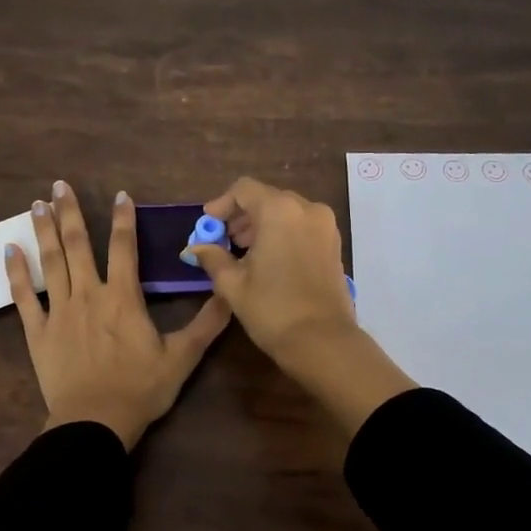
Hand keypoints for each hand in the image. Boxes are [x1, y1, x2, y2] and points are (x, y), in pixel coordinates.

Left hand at [6, 181, 230, 449]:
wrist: (95, 422)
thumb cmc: (140, 389)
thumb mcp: (182, 358)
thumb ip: (206, 324)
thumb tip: (230, 293)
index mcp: (123, 298)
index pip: (124, 248)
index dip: (123, 219)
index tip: (119, 194)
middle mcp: (88, 295)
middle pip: (78, 245)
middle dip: (69, 213)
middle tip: (58, 185)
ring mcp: (59, 311)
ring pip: (51, 263)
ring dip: (43, 231)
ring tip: (35, 205)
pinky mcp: (38, 332)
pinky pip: (23, 297)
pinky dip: (16, 273)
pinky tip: (9, 250)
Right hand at [180, 177, 357, 365]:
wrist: (322, 341)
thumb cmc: (272, 308)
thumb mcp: (233, 283)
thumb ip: (212, 257)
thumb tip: (196, 247)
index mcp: (279, 210)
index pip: (244, 189)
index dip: (222, 204)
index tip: (208, 224)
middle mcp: (306, 208)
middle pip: (267, 198)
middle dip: (242, 216)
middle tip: (223, 240)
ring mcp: (325, 225)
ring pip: (286, 211)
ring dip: (262, 224)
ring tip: (243, 252)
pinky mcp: (334, 244)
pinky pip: (302, 226)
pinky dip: (283, 233)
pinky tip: (268, 259)